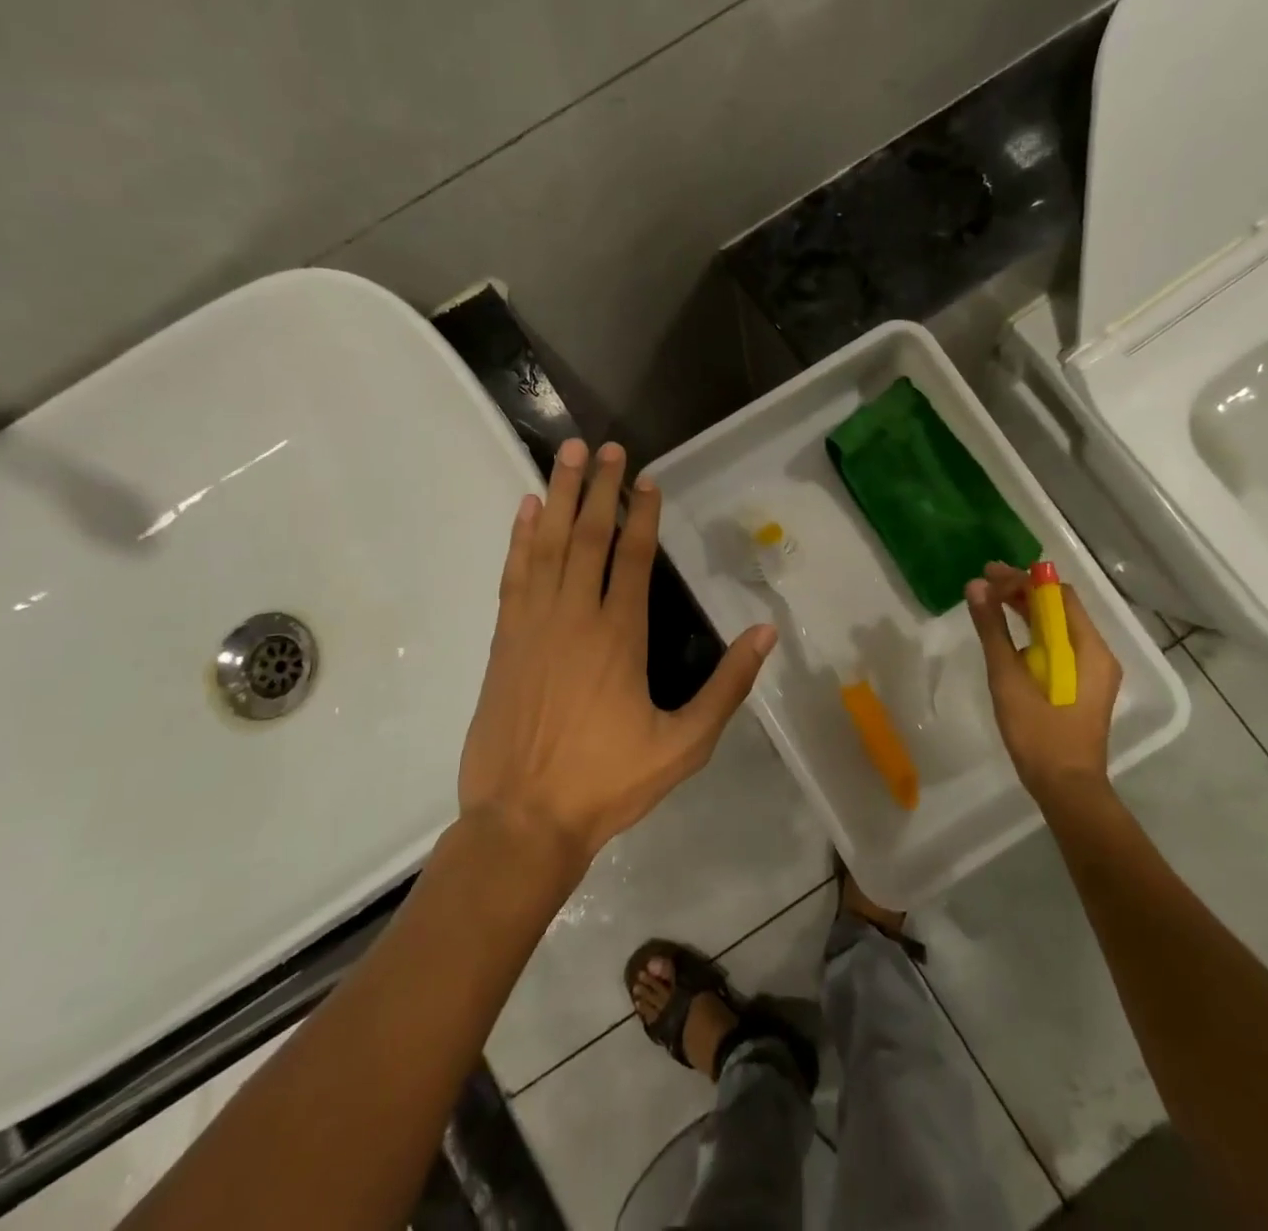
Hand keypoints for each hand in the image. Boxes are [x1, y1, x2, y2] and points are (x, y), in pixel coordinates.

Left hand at [458, 439, 776, 877]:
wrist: (523, 820)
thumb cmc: (608, 783)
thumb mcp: (685, 745)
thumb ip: (727, 687)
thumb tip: (764, 633)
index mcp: (620, 636)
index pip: (634, 557)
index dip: (642, 514)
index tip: (645, 478)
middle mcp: (575, 616)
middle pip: (587, 536)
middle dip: (597, 488)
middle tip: (604, 447)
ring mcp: (533, 624)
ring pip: (546, 545)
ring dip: (557, 497)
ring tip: (565, 456)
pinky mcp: (503, 640)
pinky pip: (513, 575)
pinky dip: (518, 538)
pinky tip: (524, 510)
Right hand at [965, 562, 1121, 801]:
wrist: (1066, 788)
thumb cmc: (1038, 733)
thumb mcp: (1008, 677)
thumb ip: (993, 629)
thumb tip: (976, 586)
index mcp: (1087, 648)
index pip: (1057, 595)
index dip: (1022, 580)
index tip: (987, 574)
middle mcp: (1097, 653)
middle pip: (1060, 608)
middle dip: (1023, 592)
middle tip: (983, 584)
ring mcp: (1092, 670)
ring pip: (1059, 626)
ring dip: (1027, 611)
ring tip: (991, 602)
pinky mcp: (1082, 685)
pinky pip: (1060, 646)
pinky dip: (1034, 633)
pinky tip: (1010, 634)